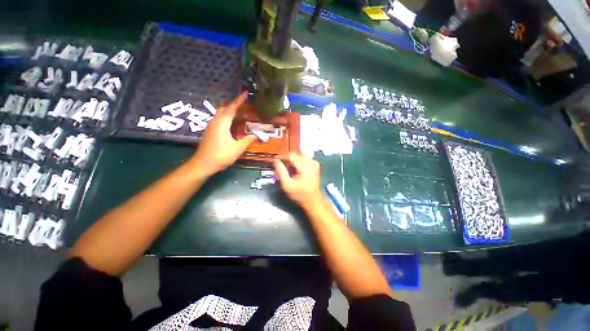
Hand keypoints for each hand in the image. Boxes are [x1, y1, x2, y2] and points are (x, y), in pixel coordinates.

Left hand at [191, 92, 255, 175]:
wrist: (203, 164)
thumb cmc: (222, 154)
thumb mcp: (238, 148)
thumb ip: (248, 140)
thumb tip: (256, 135)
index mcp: (222, 122)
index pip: (232, 108)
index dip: (239, 100)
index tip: (246, 93)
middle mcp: (215, 122)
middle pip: (224, 109)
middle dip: (233, 105)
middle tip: (243, 105)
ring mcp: (211, 127)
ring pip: (220, 115)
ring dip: (229, 112)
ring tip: (239, 114)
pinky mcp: (209, 133)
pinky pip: (219, 121)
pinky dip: (226, 119)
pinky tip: (231, 125)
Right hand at [273, 153, 323, 209]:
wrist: (314, 201)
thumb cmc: (300, 194)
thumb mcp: (287, 185)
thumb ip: (281, 171)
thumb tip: (275, 160)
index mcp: (305, 166)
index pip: (291, 155)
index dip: (282, 156)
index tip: (274, 160)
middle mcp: (311, 161)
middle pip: (296, 154)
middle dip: (287, 158)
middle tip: (280, 164)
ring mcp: (314, 163)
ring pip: (300, 155)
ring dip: (292, 159)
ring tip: (287, 167)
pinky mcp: (315, 165)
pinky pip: (305, 158)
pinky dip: (298, 161)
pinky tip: (294, 169)